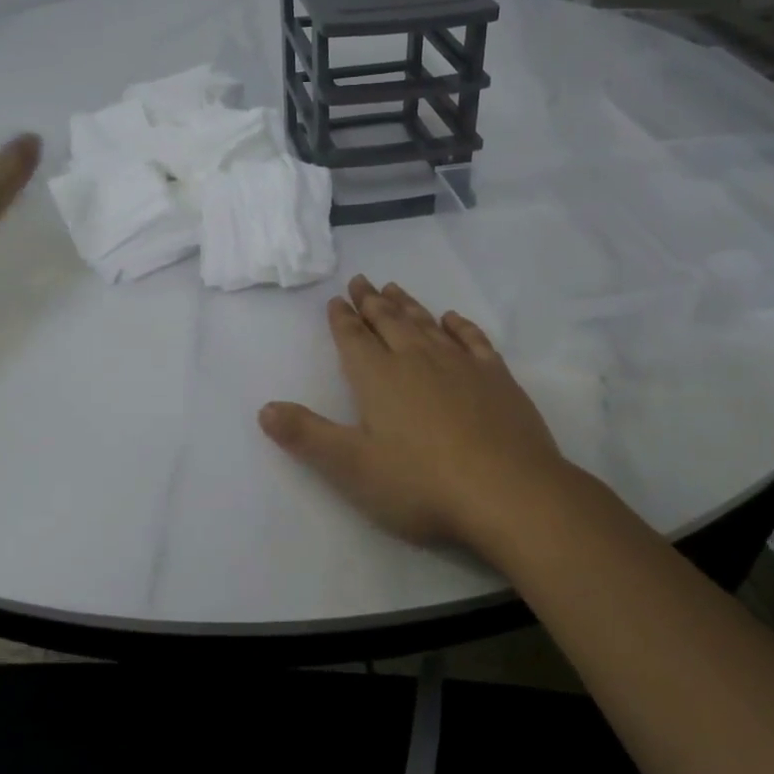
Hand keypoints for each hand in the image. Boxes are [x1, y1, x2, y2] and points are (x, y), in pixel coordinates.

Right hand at [258, 275, 569, 551]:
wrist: (509, 492)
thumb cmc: (422, 485)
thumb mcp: (352, 468)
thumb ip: (307, 436)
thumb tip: (265, 408)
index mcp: (379, 378)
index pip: (354, 339)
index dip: (342, 319)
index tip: (337, 300)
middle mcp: (417, 359)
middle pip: (389, 322)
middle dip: (371, 301)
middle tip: (361, 280)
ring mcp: (460, 364)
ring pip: (426, 324)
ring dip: (408, 305)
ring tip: (394, 288)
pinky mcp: (496, 377)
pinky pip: (472, 339)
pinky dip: (458, 325)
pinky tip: (451, 319)